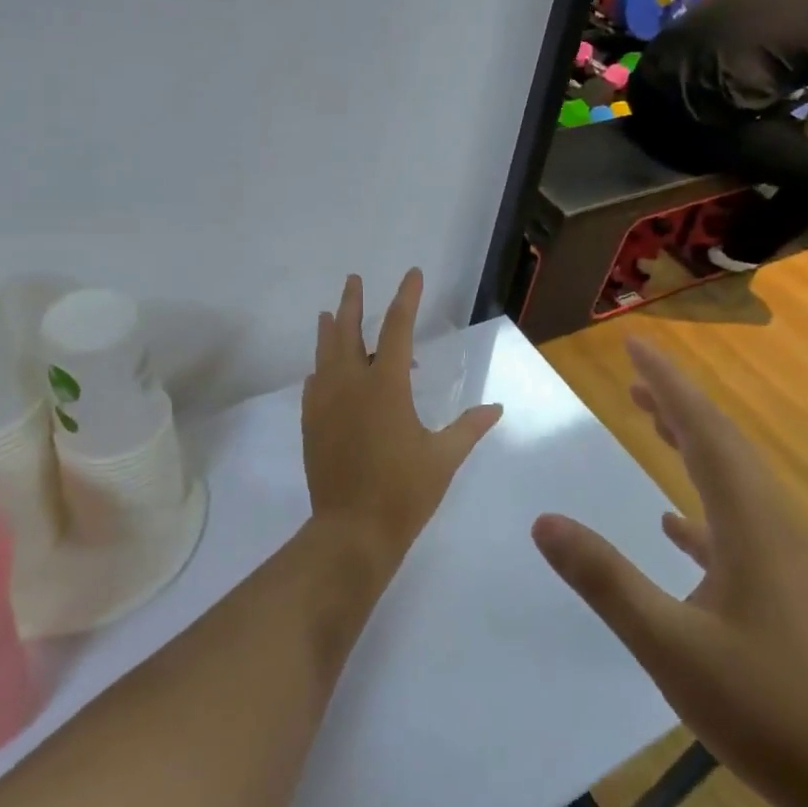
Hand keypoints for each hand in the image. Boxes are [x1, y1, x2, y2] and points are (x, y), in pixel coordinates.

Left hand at [302, 269, 503, 564]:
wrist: (351, 531)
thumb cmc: (404, 492)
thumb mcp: (444, 458)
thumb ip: (469, 428)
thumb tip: (496, 408)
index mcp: (385, 386)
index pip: (396, 328)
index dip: (405, 298)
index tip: (411, 274)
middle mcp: (350, 385)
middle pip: (346, 331)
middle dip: (352, 302)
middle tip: (353, 280)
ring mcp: (325, 403)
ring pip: (324, 354)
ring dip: (329, 330)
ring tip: (328, 313)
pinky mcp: (311, 424)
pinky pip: (313, 384)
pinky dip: (320, 369)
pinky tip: (322, 372)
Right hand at [531, 338, 807, 806]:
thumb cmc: (766, 709)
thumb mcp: (669, 644)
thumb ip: (604, 579)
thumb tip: (543, 522)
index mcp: (748, 524)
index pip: (703, 432)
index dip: (668, 385)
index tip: (635, 346)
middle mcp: (769, 527)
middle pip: (721, 445)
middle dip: (678, 403)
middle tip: (636, 376)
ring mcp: (780, 561)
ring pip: (731, 481)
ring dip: (692, 445)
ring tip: (653, 423)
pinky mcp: (781, 592)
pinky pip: (735, 525)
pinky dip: (701, 506)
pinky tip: (675, 524)